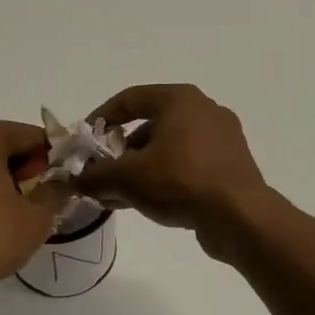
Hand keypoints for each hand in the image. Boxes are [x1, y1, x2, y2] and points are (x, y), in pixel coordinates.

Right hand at [72, 85, 270, 259]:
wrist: (239, 216)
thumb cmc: (180, 181)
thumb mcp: (127, 177)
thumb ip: (96, 175)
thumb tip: (75, 179)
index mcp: (180, 100)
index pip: (130, 99)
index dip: (101, 118)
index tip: (84, 141)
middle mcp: (204, 111)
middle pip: (149, 126)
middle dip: (119, 152)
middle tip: (100, 174)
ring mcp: (221, 139)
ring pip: (168, 149)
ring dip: (139, 170)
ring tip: (117, 196)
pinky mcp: (230, 166)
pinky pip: (187, 166)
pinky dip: (163, 179)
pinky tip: (145, 203)